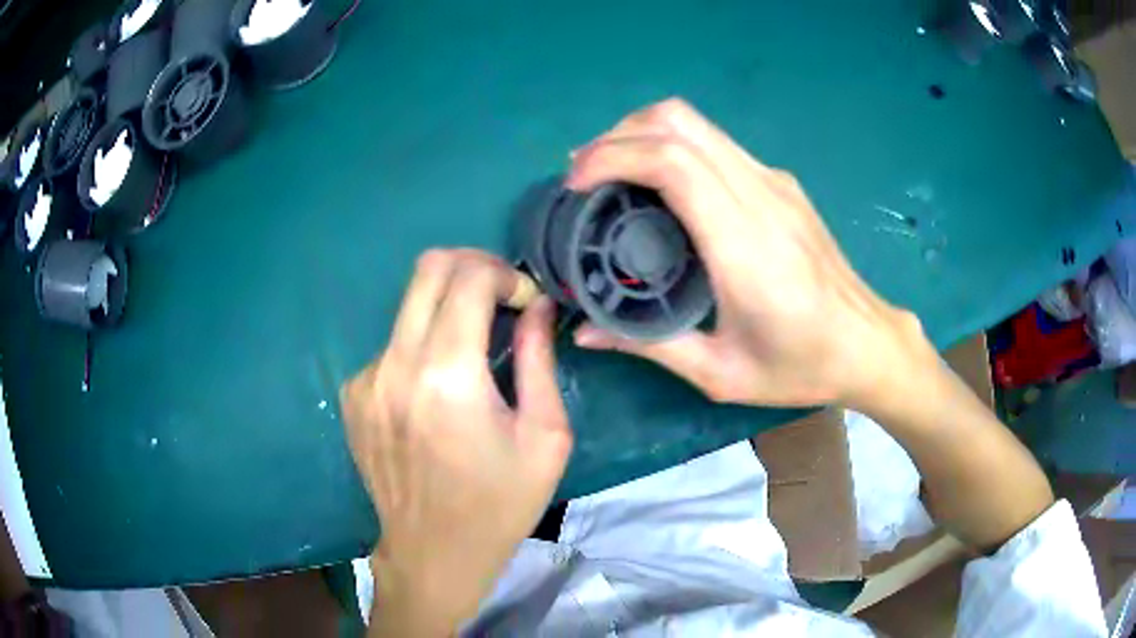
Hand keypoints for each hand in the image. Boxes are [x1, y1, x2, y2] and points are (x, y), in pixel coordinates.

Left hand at [340, 249, 572, 635]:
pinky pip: (393, 344)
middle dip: (473, 267)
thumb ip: (538, 359)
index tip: (525, 303)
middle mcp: (395, 365)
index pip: (468, 277)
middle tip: (501, 297)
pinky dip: (422, 346)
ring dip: (447, 309)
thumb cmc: (500, 503)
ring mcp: (365, 378)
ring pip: (409, 305)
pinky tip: (437, 391)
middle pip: (428, 268)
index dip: (505, 275)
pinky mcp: (352, 394)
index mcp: (448, 376)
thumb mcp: (545, 437)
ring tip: (474, 350)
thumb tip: (537, 305)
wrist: (433, 553)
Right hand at [568, 99, 931, 410]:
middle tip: (585, 175)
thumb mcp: (720, 373)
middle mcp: (761, 197)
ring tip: (611, 173)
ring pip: (697, 124)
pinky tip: (659, 185)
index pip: (673, 163)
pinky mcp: (781, 183)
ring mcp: (775, 183)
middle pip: (679, 123)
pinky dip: (672, 147)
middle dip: (618, 136)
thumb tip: (584, 332)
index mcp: (746, 246)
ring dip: (642, 134)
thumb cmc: (800, 366)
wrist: (867, 344)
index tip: (576, 184)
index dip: (613, 157)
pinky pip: (715, 144)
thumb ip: (649, 345)